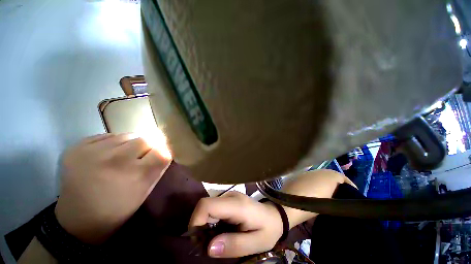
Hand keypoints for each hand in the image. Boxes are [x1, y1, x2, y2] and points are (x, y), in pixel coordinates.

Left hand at [55, 133, 170, 243]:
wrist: (77, 220)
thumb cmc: (117, 209)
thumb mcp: (145, 192)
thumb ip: (158, 168)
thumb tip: (165, 149)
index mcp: (135, 175)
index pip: (162, 152)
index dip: (163, 152)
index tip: (158, 156)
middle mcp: (115, 159)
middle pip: (145, 140)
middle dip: (147, 148)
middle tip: (139, 158)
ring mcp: (92, 152)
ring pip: (126, 135)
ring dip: (130, 144)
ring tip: (122, 156)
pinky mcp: (76, 148)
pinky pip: (106, 136)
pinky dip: (112, 143)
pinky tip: (105, 156)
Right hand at [189, 191, 282, 257]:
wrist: (274, 216)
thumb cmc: (267, 230)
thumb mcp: (255, 243)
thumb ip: (233, 245)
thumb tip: (208, 248)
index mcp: (237, 205)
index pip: (207, 205)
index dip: (196, 221)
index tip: (198, 241)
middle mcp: (230, 196)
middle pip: (205, 206)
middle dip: (200, 227)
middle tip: (206, 247)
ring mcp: (229, 196)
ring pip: (207, 208)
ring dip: (204, 227)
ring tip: (214, 242)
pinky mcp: (228, 199)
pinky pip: (213, 209)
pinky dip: (210, 223)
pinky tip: (218, 233)